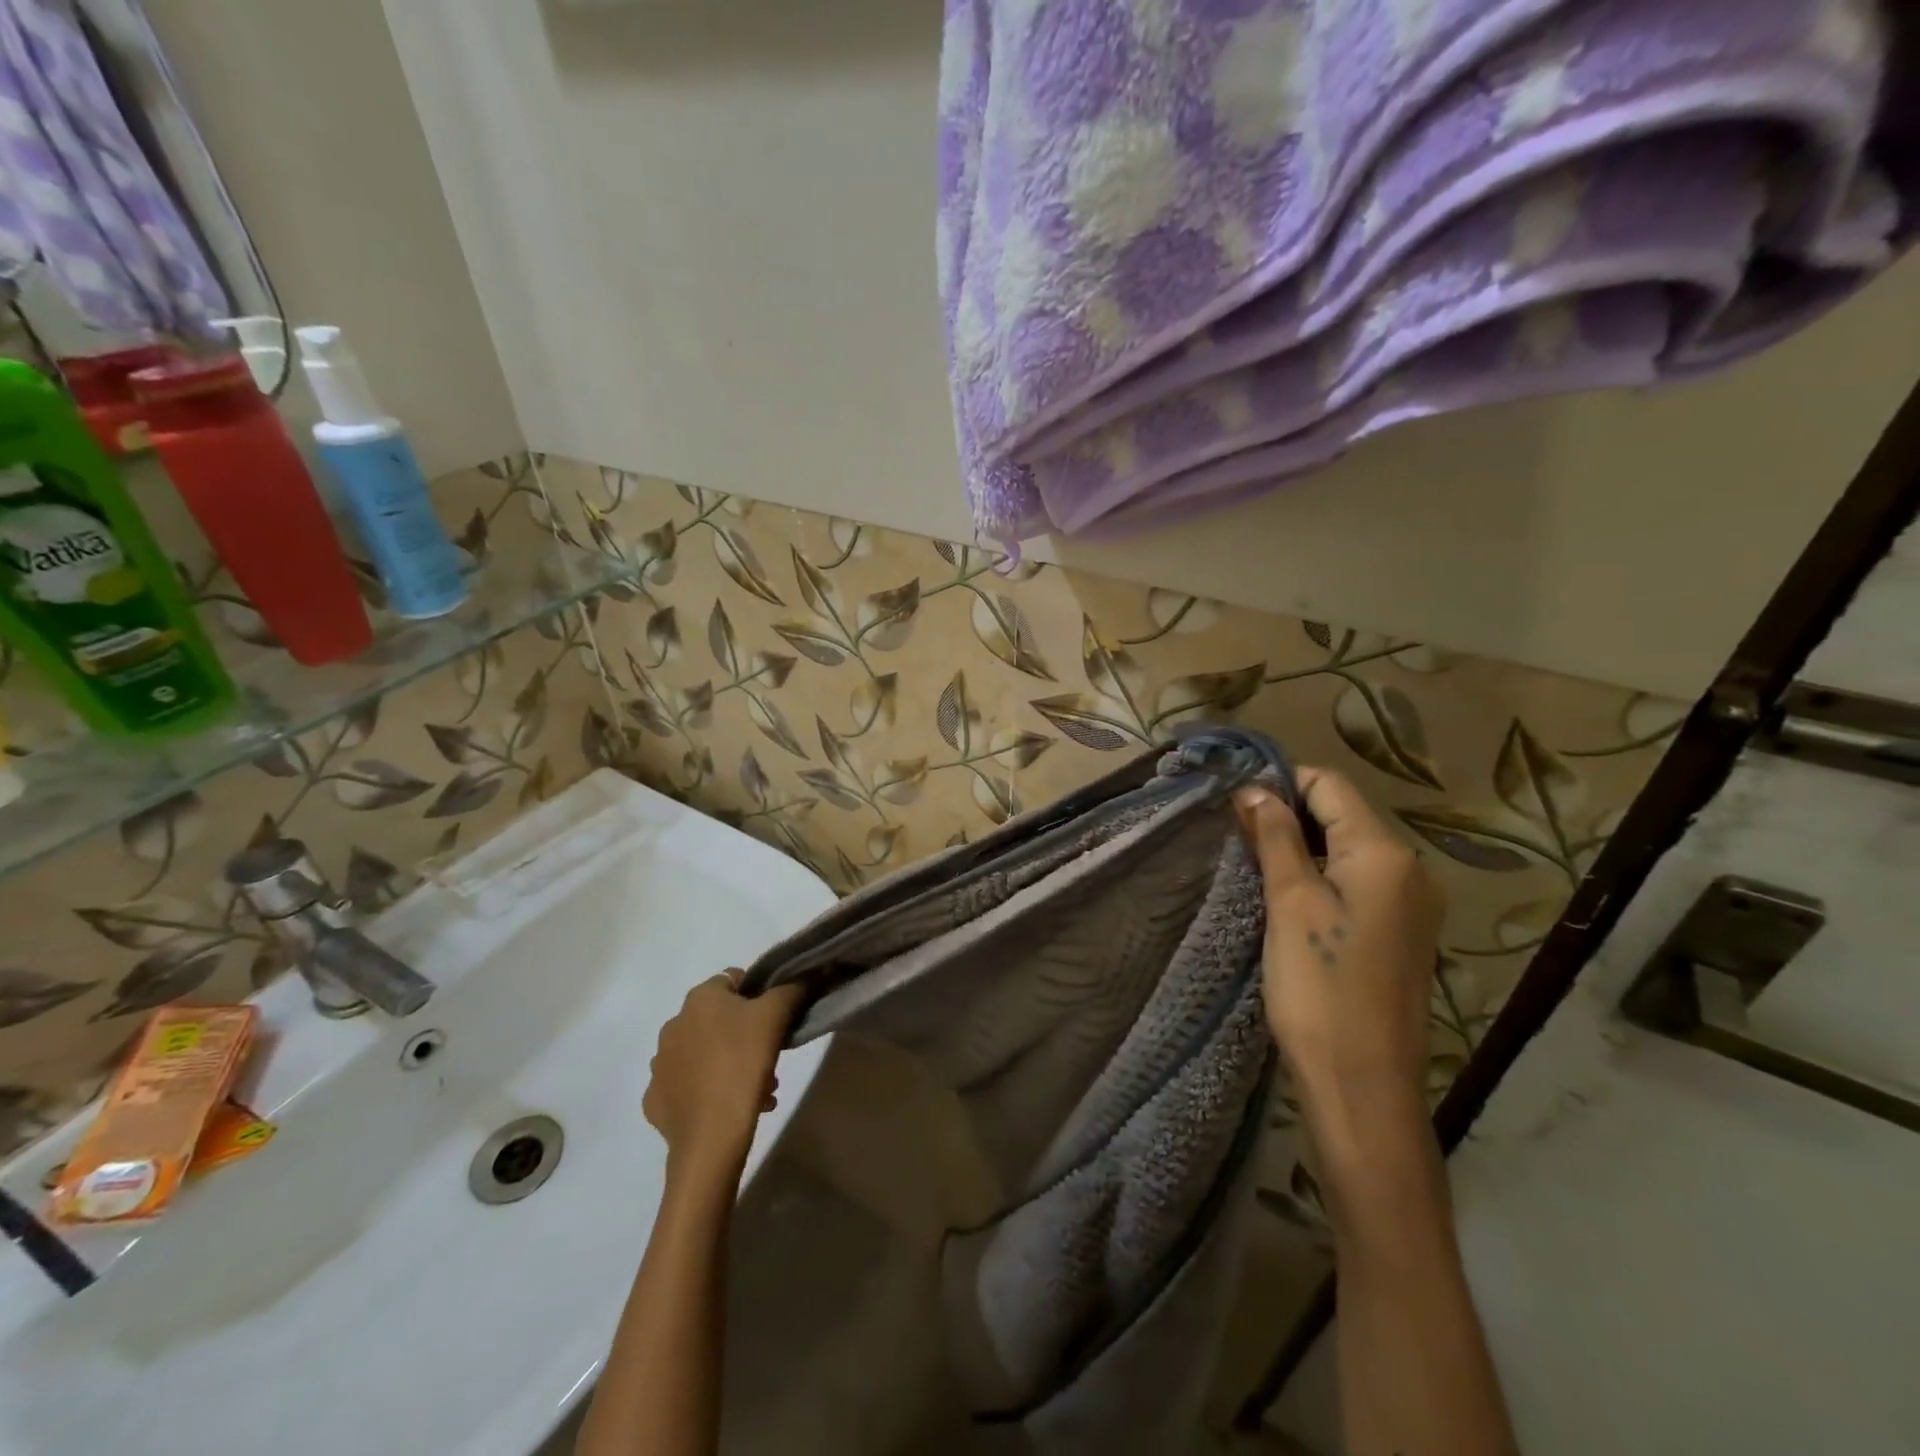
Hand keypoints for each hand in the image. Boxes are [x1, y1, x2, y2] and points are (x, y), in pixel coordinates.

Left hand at [643, 971, 804, 1171]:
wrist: (710, 1136)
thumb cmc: (743, 1063)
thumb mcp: (776, 1016)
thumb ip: (792, 987)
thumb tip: (806, 973)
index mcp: (698, 998)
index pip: (733, 981)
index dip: (758, 996)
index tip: (774, 1021)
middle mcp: (673, 1024)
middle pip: (719, 1020)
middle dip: (745, 1036)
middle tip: (768, 1060)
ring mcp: (660, 1064)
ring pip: (704, 1054)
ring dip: (729, 1063)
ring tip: (755, 1090)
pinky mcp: (655, 1100)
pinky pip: (686, 1086)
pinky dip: (706, 1091)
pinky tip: (727, 1106)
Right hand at [1234, 769, 1443, 1168]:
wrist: (1362, 1085)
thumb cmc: (1319, 988)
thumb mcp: (1289, 903)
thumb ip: (1274, 837)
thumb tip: (1253, 789)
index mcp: (1385, 854)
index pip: (1330, 786)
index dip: (1280, 781)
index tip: (1233, 798)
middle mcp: (1409, 870)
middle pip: (1341, 814)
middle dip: (1286, 813)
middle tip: (1232, 829)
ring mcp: (1409, 904)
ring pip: (1347, 848)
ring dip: (1299, 844)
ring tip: (1250, 857)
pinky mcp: (1398, 933)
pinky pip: (1356, 881)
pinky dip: (1318, 874)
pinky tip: (1284, 892)